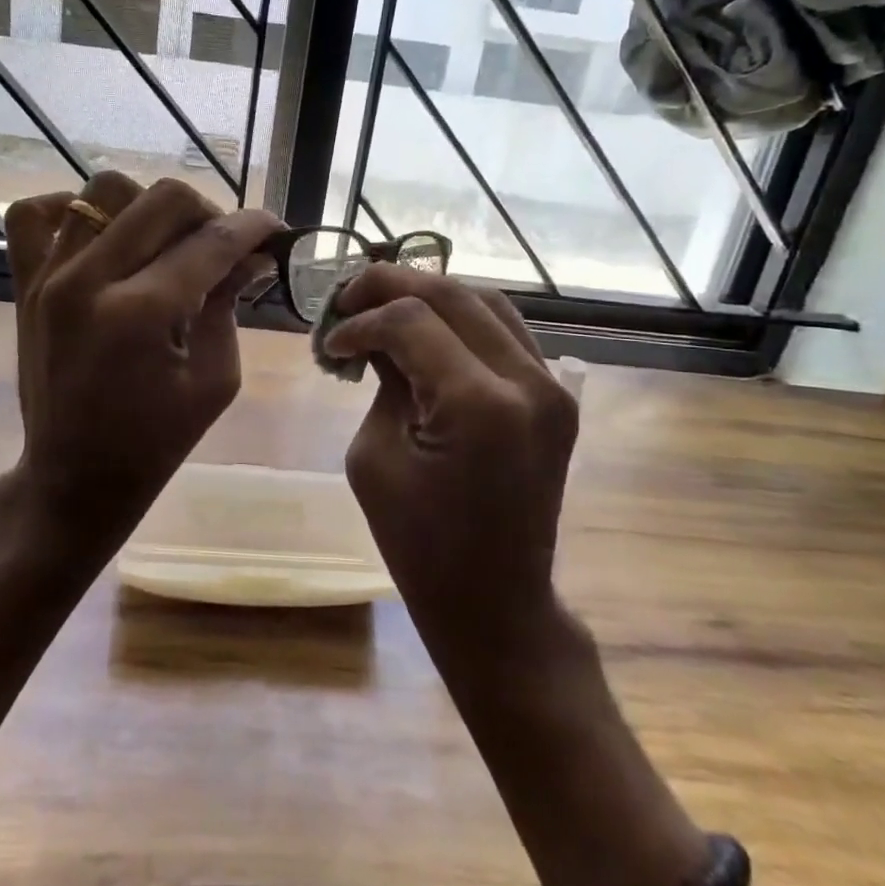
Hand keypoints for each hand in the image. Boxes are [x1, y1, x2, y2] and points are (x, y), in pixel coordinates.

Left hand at [1, 172, 281, 565]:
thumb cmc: (155, 441)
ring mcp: (48, 277)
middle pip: (161, 199)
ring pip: (104, 190)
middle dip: (208, 212)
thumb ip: (229, 305)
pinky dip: (72, 208)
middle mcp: (88, 280)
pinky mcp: (24, 284)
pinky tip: (102, 234)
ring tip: (164, 243)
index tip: (274, 228)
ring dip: (148, 208)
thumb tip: (253, 253)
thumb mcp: (214, 380)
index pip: (210, 242)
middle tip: (221, 245)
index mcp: (140, 314)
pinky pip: (32, 213)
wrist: (74, 477)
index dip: (253, 228)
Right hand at [324, 266, 579, 662]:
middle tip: (346, 299)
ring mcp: (551, 386)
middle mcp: (527, 381)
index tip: (329, 344)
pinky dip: (460, 319)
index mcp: (478, 404)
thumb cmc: (418, 543)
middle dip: (391, 286)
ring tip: (382, 306)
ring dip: (428, 295)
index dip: (360, 322)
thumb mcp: (375, 455)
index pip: (410, 321)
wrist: (495, 599)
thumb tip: (376, 335)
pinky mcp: (555, 396)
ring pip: (485, 301)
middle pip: (452, 294)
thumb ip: (382, 381)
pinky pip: (505, 332)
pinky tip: (425, 330)